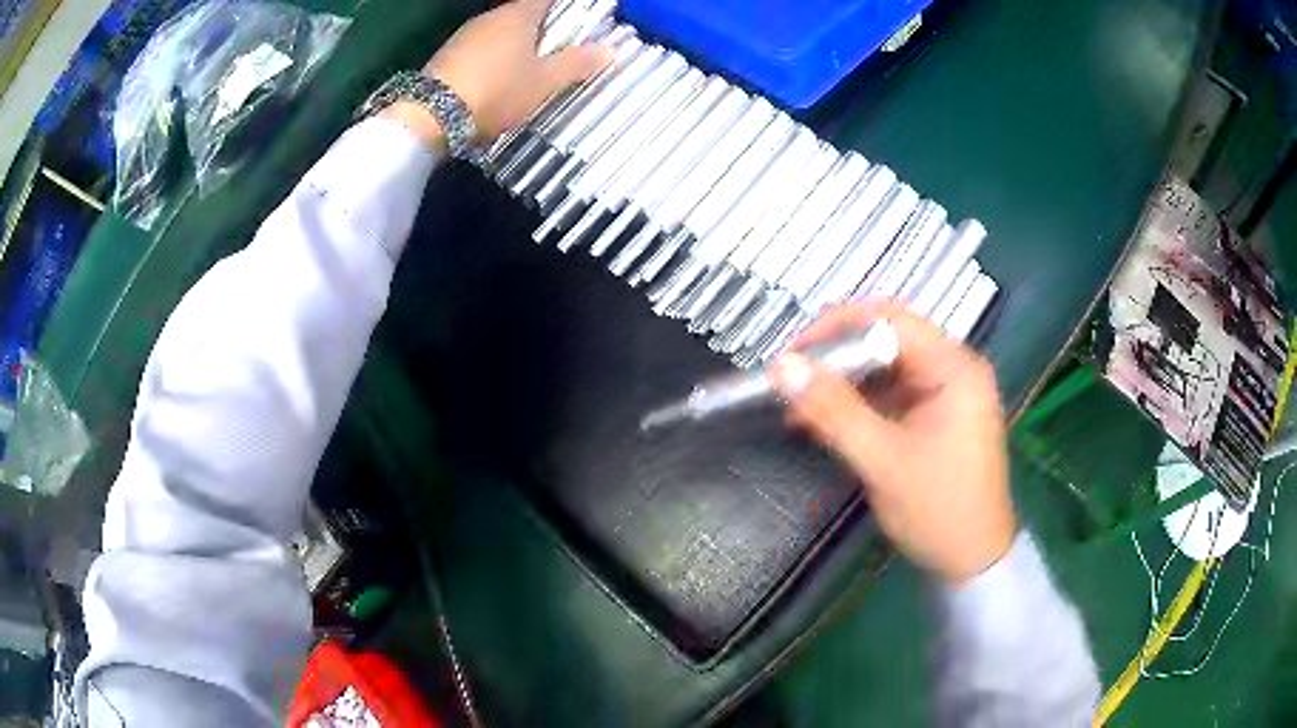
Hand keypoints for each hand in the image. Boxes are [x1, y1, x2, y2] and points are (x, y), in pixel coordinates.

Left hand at [422, 0, 610, 142]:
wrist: (429, 116)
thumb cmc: (496, 91)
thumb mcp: (543, 82)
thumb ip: (576, 64)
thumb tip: (610, 51)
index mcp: (519, 14)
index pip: (548, 0)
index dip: (566, 8)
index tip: (579, 21)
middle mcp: (491, 17)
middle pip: (524, 13)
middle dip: (543, 27)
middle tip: (560, 49)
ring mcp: (465, 35)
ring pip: (501, 31)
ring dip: (517, 43)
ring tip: (530, 68)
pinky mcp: (447, 55)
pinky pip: (482, 48)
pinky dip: (495, 57)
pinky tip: (498, 78)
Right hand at [770, 301, 1014, 583]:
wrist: (972, 561)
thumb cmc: (939, 509)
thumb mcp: (883, 460)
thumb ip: (833, 410)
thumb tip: (782, 366)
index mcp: (955, 367)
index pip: (890, 320)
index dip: (837, 327)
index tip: (793, 353)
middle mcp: (954, 368)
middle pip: (887, 340)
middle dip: (836, 357)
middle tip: (792, 377)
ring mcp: (946, 392)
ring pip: (885, 368)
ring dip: (842, 382)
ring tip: (798, 404)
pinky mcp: (935, 415)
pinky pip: (890, 394)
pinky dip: (857, 404)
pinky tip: (824, 420)